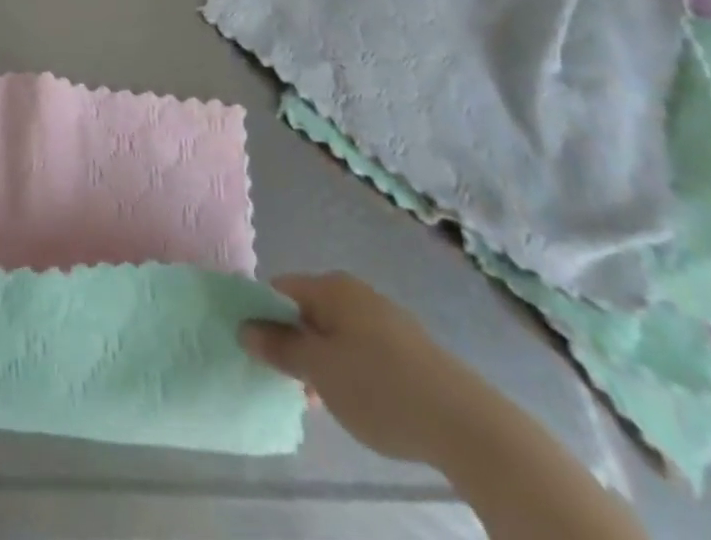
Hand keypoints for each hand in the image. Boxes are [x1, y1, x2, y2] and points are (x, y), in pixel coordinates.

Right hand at [240, 272, 487, 466]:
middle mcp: (355, 292)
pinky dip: (351, 370)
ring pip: (336, 333)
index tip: (258, 351)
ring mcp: (385, 319)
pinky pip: (362, 349)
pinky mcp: (408, 348)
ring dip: (322, 361)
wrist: (465, 424)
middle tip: (289, 382)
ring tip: (322, 401)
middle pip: (308, 310)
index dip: (262, 316)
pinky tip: (358, 403)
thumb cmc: (379, 387)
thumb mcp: (319, 370)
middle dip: (294, 343)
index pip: (279, 289)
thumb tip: (245, 327)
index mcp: (330, 286)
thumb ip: (279, 347)